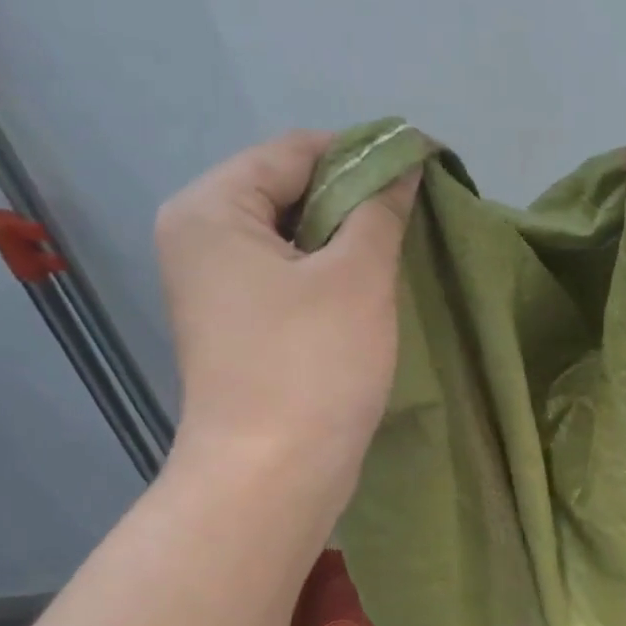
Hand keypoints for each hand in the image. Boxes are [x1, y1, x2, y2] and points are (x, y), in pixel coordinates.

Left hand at [155, 129, 419, 488]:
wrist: (273, 474)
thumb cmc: (312, 366)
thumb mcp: (358, 278)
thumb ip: (381, 211)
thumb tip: (403, 166)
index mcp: (212, 209)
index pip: (293, 151)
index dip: (362, 153)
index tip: (423, 170)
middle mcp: (202, 239)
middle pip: (290, 193)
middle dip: (355, 202)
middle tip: (417, 221)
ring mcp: (218, 289)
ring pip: (296, 241)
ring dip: (349, 244)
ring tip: (402, 257)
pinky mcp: (241, 330)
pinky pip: (292, 281)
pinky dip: (332, 279)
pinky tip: (372, 295)